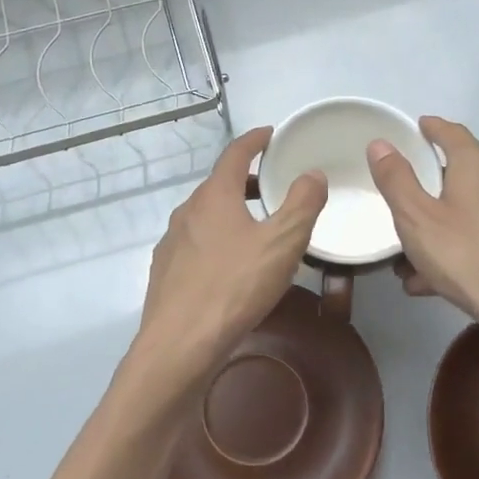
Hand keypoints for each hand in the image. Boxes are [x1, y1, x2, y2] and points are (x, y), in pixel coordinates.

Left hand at [120, 126, 326, 408]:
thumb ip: (302, 204)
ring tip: (258, 229)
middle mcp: (187, 211)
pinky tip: (231, 266)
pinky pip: (196, 244)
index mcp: (214, 196)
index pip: (235, 154)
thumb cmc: (234, 286)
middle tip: (274, 187)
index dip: (254, 140)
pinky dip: (217, 240)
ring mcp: (171, 242)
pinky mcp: (165, 272)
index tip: (270, 134)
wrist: (179, 345)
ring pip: (206, 216)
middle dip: (247, 181)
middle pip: (219, 185)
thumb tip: (312, 173)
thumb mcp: (282, 243)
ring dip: (232, 213)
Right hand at [367, 116, 478, 364]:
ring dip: (440, 230)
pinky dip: (460, 252)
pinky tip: (436, 284)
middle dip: (431, 189)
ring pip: (471, 214)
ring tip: (409, 263)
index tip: (418, 127)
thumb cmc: (470, 258)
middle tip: (404, 203)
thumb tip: (381, 143)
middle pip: (463, 175)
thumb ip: (396, 180)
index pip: (453, 133)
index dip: (433, 128)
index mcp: (478, 167)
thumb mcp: (417, 219)